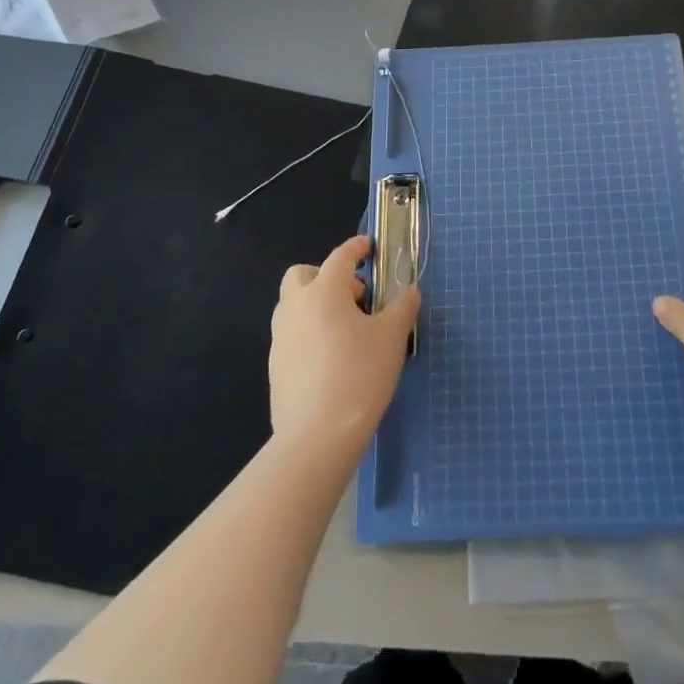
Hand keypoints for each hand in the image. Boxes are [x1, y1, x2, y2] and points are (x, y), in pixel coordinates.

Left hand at [270, 236, 418, 459]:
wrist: (317, 437)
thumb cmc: (359, 376)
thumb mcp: (392, 338)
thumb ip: (402, 307)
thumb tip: (408, 291)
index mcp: (323, 293)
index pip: (339, 257)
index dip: (355, 248)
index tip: (368, 246)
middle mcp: (295, 308)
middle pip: (301, 275)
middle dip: (325, 275)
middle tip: (354, 296)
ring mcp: (280, 338)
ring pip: (292, 305)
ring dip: (314, 303)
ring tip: (344, 327)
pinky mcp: (275, 366)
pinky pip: (291, 334)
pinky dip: (308, 331)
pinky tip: (331, 356)